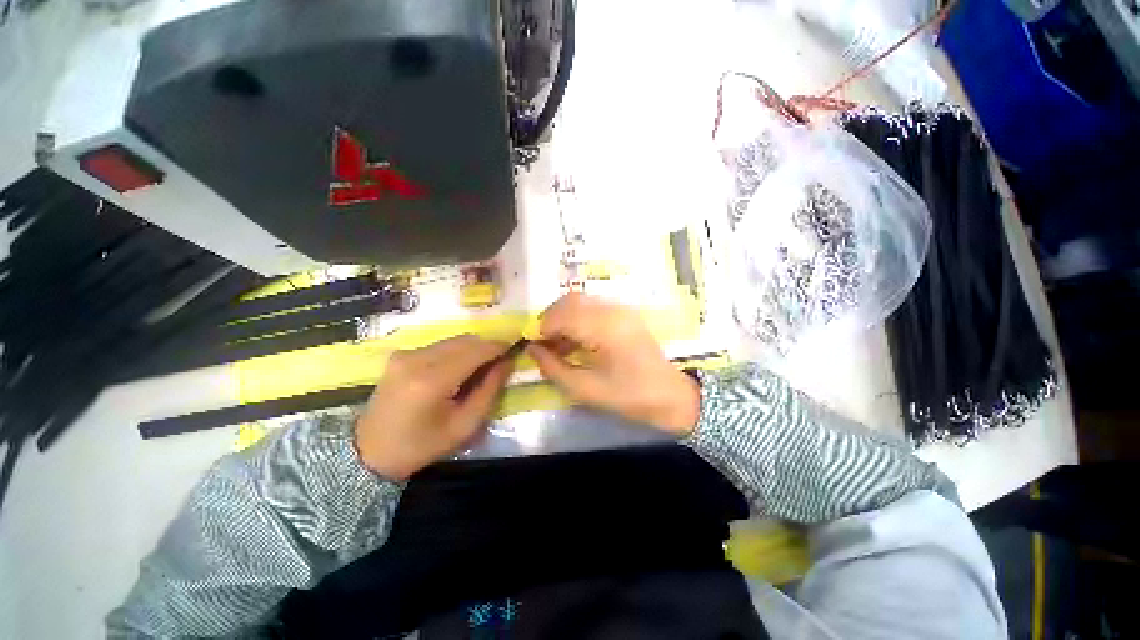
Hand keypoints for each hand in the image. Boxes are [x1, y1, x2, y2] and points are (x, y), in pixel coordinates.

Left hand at [355, 335, 513, 479]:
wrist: (370, 452)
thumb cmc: (422, 446)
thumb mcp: (465, 426)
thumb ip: (489, 390)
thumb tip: (507, 362)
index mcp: (431, 381)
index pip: (475, 351)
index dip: (498, 347)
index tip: (514, 350)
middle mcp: (416, 359)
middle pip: (465, 341)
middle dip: (487, 347)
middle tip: (499, 362)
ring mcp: (405, 354)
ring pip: (453, 340)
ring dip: (472, 349)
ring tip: (480, 368)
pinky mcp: (400, 355)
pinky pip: (439, 345)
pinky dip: (456, 352)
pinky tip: (457, 370)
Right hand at [527, 293, 699, 436]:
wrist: (672, 394)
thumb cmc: (631, 396)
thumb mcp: (587, 390)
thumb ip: (554, 368)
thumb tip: (532, 350)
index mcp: (605, 328)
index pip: (562, 316)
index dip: (542, 328)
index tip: (533, 346)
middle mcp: (612, 310)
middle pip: (570, 301)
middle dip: (550, 319)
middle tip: (543, 343)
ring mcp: (621, 309)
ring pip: (581, 301)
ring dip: (563, 317)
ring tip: (557, 343)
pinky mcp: (625, 314)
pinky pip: (593, 307)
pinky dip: (577, 318)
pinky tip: (575, 339)